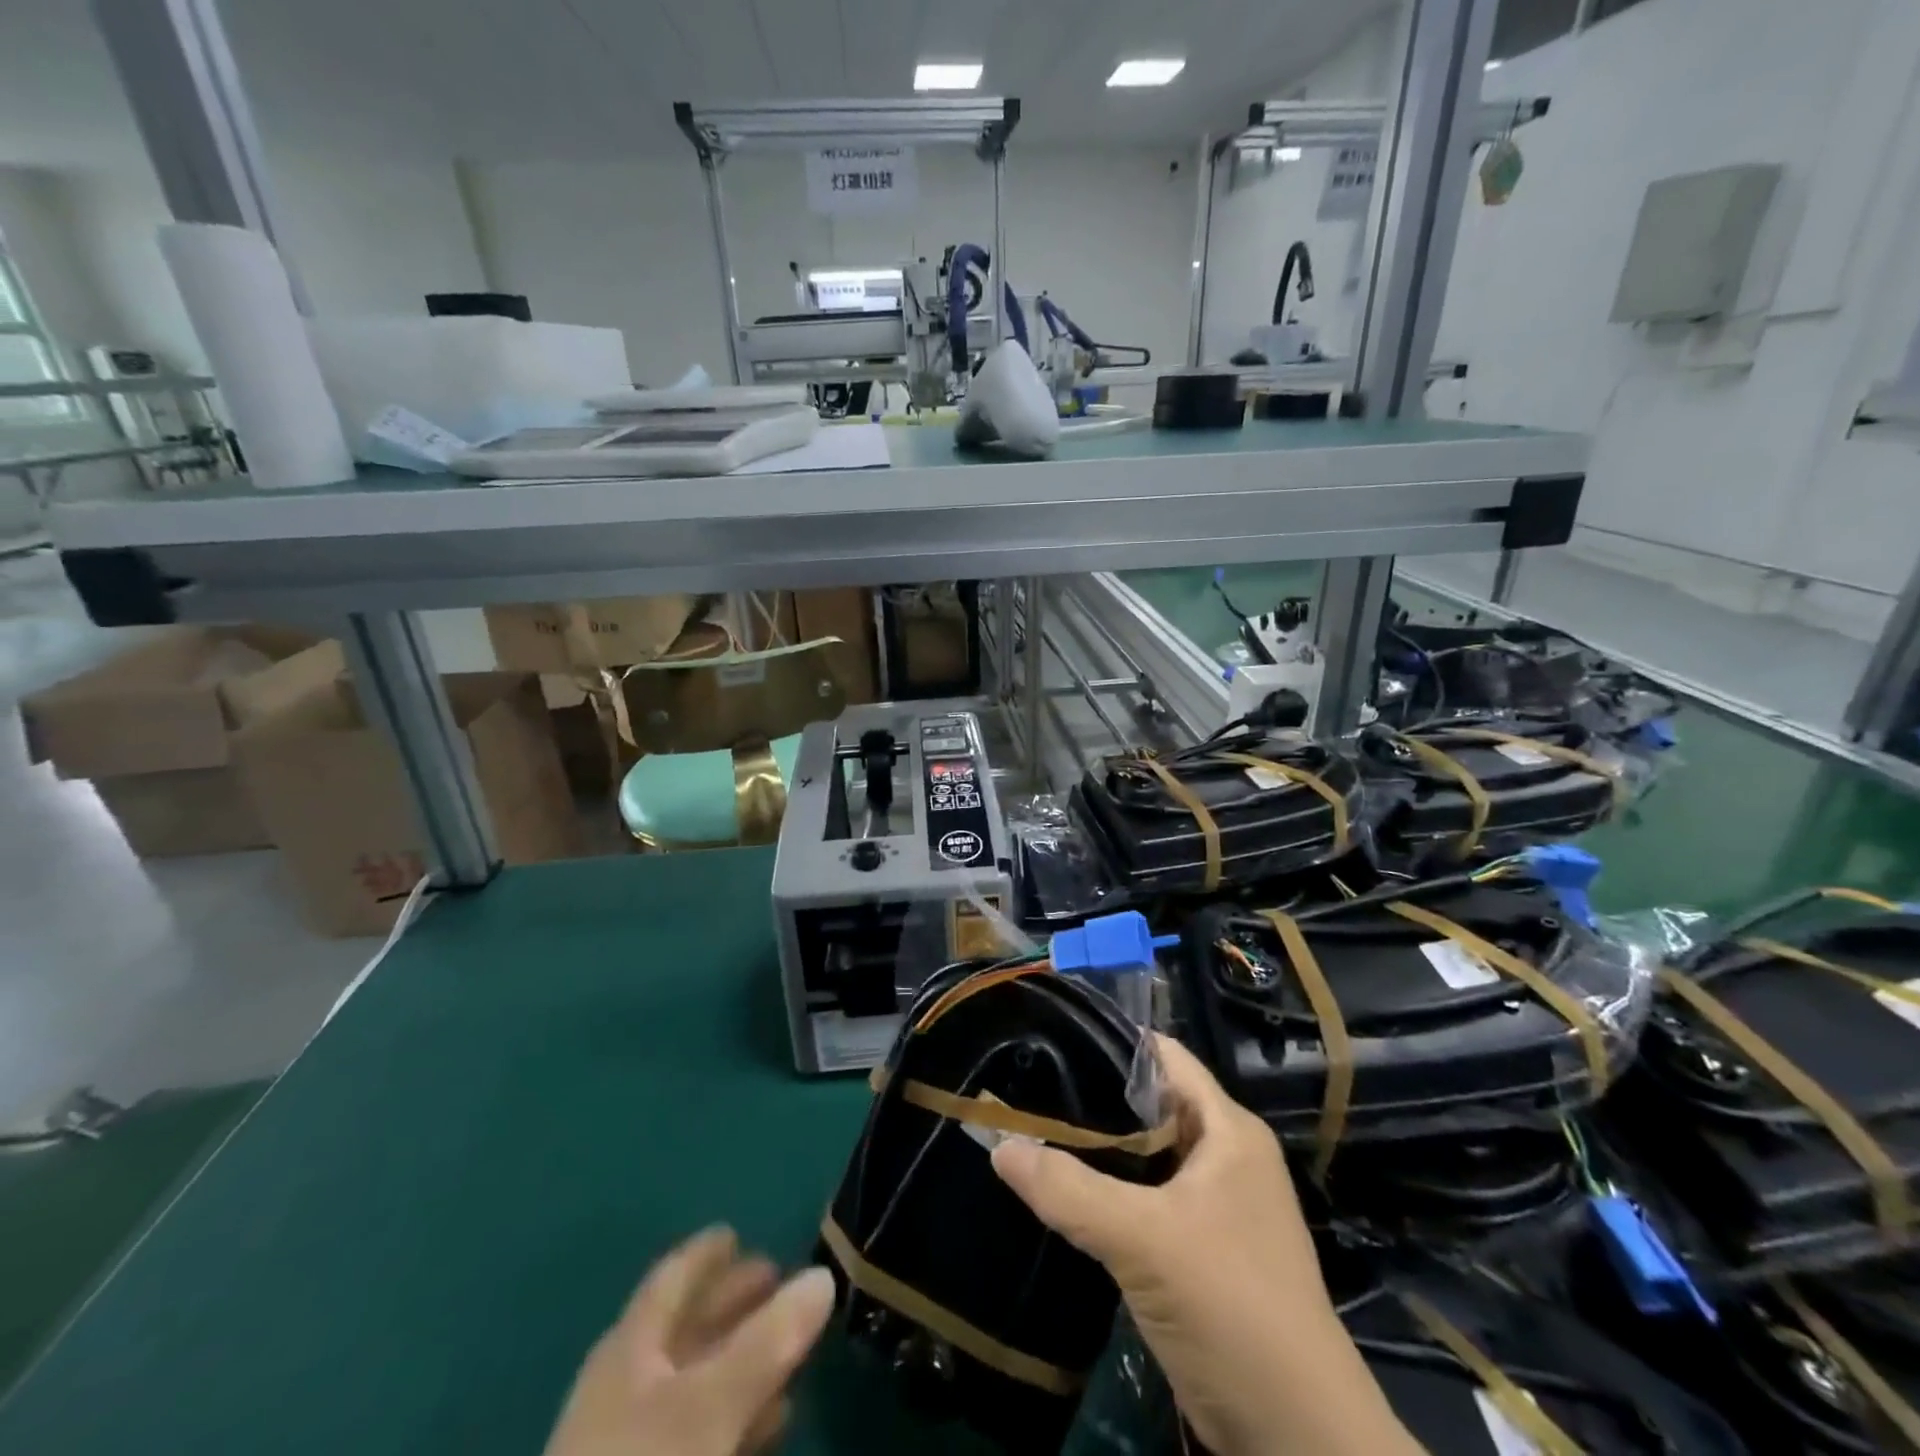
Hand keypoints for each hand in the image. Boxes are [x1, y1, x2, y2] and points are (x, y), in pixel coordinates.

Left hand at [544, 1227, 834, 1455]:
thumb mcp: (710, 1407)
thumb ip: (768, 1341)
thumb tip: (824, 1274)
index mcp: (629, 1349)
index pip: (671, 1279)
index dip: (705, 1254)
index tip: (737, 1233)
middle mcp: (625, 1387)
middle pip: (683, 1328)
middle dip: (731, 1301)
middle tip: (777, 1278)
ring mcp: (630, 1446)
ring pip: (693, 1382)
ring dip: (740, 1359)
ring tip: (788, 1345)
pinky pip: (697, 1434)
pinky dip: (734, 1415)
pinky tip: (770, 1421)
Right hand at [990, 1036, 1419, 1455]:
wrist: (1295, 1437)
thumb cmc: (1230, 1306)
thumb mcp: (1143, 1239)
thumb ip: (1068, 1189)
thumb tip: (998, 1144)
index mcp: (1228, 1130)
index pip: (1164, 1057)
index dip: (1111, 1039)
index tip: (1053, 1033)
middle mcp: (1225, 1155)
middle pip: (1151, 1104)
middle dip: (1095, 1096)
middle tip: (1029, 1083)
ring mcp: (1216, 1205)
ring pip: (1146, 1155)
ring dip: (1099, 1148)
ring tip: (1034, 1128)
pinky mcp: (1201, 1249)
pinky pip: (1146, 1198)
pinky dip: (1109, 1190)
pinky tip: (1063, 1189)